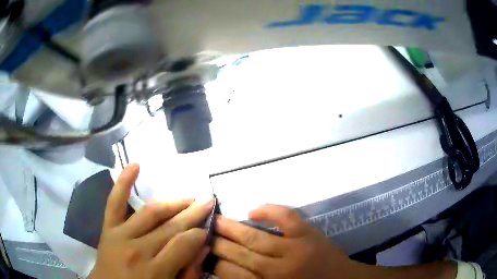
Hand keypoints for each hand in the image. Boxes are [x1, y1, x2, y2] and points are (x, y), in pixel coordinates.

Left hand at [89, 164, 212, 278]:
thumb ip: (189, 273)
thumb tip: (203, 247)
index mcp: (155, 271)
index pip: (184, 244)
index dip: (199, 233)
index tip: (208, 227)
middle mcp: (137, 249)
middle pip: (170, 227)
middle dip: (193, 213)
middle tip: (208, 202)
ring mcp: (119, 235)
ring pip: (150, 212)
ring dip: (172, 203)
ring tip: (188, 198)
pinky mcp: (107, 228)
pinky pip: (114, 202)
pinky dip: (123, 182)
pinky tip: (135, 165)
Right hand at [212, 204, 352, 278]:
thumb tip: (225, 272)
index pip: (231, 275)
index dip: (213, 264)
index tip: (201, 254)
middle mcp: (278, 270)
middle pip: (239, 255)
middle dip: (217, 244)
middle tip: (200, 233)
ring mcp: (295, 249)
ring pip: (256, 238)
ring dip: (232, 229)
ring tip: (215, 220)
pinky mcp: (309, 234)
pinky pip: (287, 218)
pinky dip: (270, 211)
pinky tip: (252, 210)